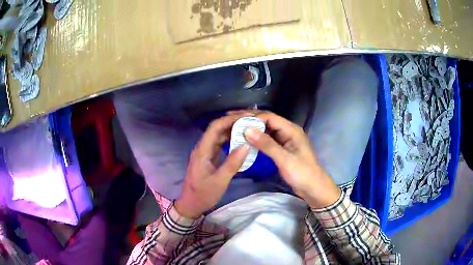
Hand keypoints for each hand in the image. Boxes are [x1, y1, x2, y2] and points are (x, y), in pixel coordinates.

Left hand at [175, 115, 249, 217]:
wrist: (191, 204)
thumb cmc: (203, 194)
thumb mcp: (219, 181)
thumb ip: (232, 163)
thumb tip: (246, 145)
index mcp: (202, 150)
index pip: (215, 127)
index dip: (229, 119)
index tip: (246, 117)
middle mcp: (202, 148)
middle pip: (216, 129)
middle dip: (232, 122)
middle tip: (250, 121)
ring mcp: (205, 152)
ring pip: (218, 136)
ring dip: (231, 130)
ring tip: (247, 128)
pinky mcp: (208, 158)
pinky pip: (219, 144)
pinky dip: (229, 140)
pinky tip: (240, 141)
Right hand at [241, 111, 340, 208]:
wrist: (314, 188)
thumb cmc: (302, 173)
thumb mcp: (284, 159)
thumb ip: (267, 144)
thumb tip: (247, 129)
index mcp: (291, 129)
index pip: (269, 117)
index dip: (251, 116)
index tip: (234, 118)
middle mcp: (288, 131)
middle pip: (266, 120)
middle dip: (249, 119)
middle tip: (231, 119)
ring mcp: (285, 140)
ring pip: (266, 130)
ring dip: (252, 128)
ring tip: (235, 128)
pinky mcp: (282, 149)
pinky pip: (267, 140)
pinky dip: (257, 138)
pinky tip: (246, 140)